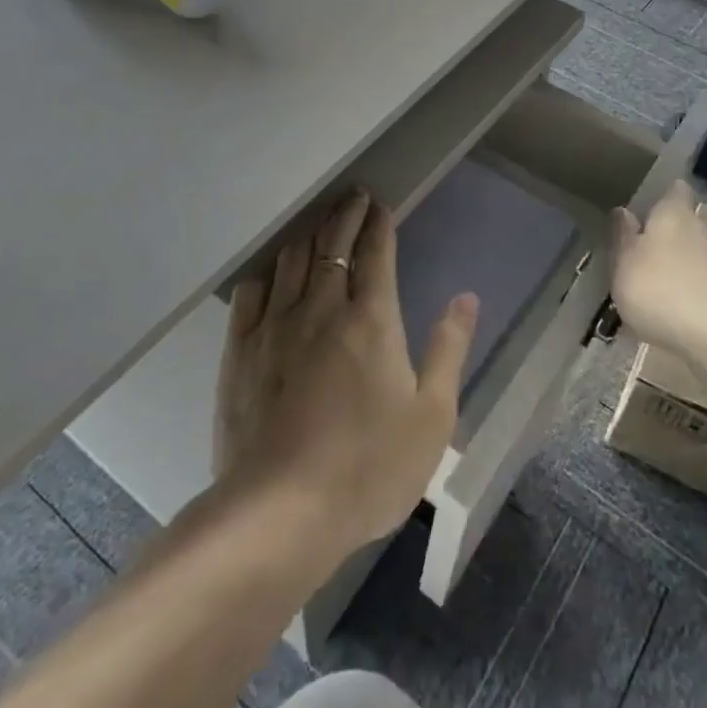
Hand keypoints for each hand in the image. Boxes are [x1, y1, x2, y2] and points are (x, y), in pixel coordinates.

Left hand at [216, 191, 476, 555]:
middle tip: (352, 196)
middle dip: (345, 215)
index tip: (379, 203)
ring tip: (318, 223)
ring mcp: (275, 327)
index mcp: (371, 320)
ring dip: (309, 235)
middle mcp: (322, 308)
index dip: (378, 224)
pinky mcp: (240, 352)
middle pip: (332, 246)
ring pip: (292, 261)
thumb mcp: (432, 415)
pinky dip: (267, 271)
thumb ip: (449, 349)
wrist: (282, 511)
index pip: (375, 253)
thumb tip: (466, 297)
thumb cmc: (370, 466)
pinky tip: (272, 269)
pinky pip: (251, 293)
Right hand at [610, 181, 706, 362]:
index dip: (664, 195)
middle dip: (666, 239)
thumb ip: (622, 237)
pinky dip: (692, 296)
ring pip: (696, 257)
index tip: (649, 206)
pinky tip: (675, 317)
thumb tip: (623, 211)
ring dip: (679, 269)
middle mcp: (703, 229)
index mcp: (674, 213)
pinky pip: (706, 287)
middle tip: (642, 258)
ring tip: (655, 293)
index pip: (675, 190)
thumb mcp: (625, 263)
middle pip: (685, 225)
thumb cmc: (662, 289)